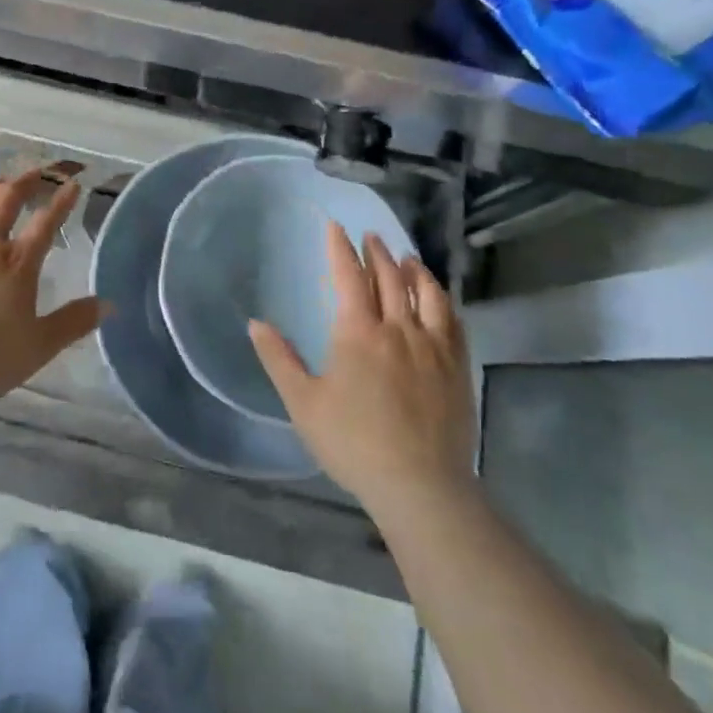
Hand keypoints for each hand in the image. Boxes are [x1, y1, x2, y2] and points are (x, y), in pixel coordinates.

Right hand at [251, 224, 475, 515]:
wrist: (420, 485)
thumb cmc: (353, 443)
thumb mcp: (303, 403)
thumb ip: (278, 359)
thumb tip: (255, 323)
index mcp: (358, 332)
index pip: (349, 276)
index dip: (340, 248)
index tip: (335, 227)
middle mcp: (398, 328)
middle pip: (389, 278)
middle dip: (377, 253)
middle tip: (370, 237)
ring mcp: (433, 347)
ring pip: (426, 294)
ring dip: (413, 270)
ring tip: (406, 257)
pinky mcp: (456, 367)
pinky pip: (452, 321)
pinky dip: (442, 300)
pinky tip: (438, 299)